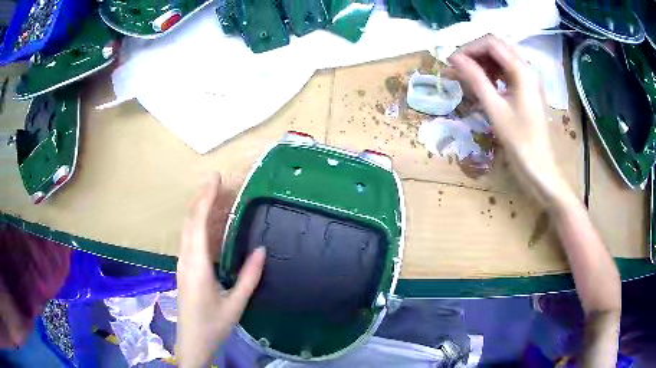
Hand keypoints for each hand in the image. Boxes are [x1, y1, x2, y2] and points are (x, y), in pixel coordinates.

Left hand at [176, 174, 265, 367]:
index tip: (216, 179)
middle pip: (189, 220)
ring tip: (218, 198)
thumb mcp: (235, 303)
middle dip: (202, 197)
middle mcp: (186, 259)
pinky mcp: (184, 268)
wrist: (192, 341)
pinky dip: (199, 224)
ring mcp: (182, 263)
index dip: (206, 198)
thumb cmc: (213, 324)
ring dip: (200, 209)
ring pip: (187, 228)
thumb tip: (261, 250)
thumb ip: (249, 276)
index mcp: (197, 265)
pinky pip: (190, 239)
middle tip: (219, 182)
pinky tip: (211, 225)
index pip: (197, 222)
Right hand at [443, 35, 572, 203]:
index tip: (452, 62)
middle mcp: (527, 69)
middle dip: (474, 55)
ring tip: (466, 80)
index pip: (491, 43)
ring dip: (482, 65)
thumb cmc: (519, 140)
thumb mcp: (495, 108)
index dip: (469, 48)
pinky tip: (483, 88)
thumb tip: (454, 58)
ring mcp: (528, 80)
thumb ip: (475, 79)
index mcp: (522, 70)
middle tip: (457, 70)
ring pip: (501, 60)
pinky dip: (492, 75)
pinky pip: (506, 73)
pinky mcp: (527, 91)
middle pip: (496, 48)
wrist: (539, 167)